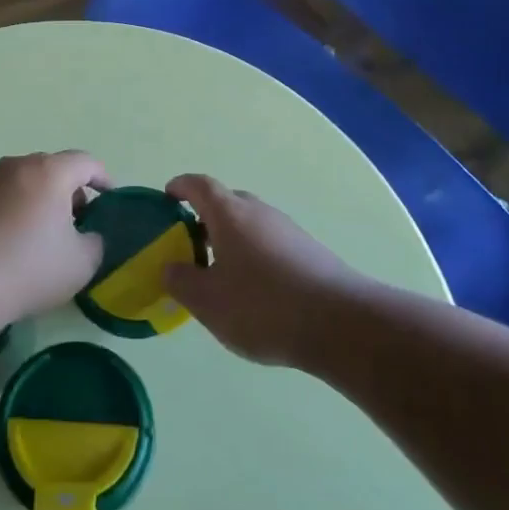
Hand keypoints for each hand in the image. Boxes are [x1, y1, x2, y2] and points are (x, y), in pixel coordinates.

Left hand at [0, 152, 108, 325]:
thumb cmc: (29, 267)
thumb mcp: (81, 262)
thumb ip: (95, 242)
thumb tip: (86, 235)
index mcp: (50, 171)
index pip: (86, 162)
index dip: (103, 178)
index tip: (109, 198)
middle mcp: (17, 166)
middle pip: (52, 169)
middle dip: (70, 191)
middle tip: (77, 221)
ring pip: (24, 183)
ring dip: (39, 201)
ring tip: (44, 236)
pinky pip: (0, 199)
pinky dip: (13, 213)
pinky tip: (12, 245)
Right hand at [163, 174, 359, 366]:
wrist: (341, 324)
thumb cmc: (263, 306)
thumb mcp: (208, 302)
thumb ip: (181, 282)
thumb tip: (171, 267)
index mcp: (230, 214)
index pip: (199, 186)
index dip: (180, 187)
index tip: (167, 197)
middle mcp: (259, 212)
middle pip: (226, 203)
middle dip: (205, 218)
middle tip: (189, 244)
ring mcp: (288, 230)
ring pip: (250, 225)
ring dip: (231, 240)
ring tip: (220, 273)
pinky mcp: (310, 252)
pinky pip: (270, 244)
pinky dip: (254, 256)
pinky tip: (255, 291)